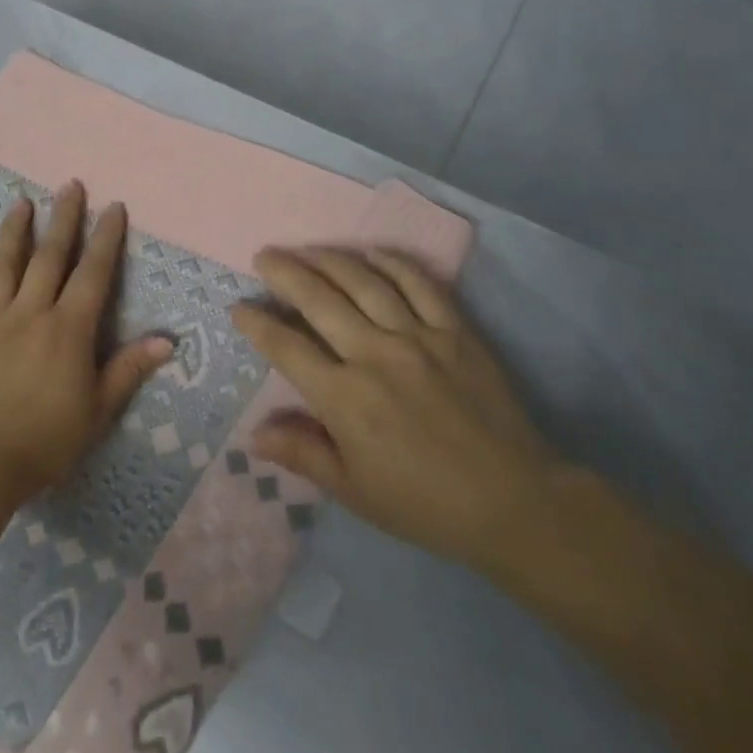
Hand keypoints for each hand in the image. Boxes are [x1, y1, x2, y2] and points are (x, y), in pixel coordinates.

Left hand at [0, 181, 172, 510]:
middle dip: (62, 219)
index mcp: (67, 329)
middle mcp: (30, 314)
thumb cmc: (44, 442)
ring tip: (19, 203)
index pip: (92, 273)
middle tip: (68, 184)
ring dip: (12, 233)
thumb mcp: (98, 411)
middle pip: (49, 257)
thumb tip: (168, 340)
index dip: (105, 238)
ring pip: (3, 268)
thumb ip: (128, 370)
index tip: (113, 206)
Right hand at [231, 247, 569, 577]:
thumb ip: (303, 454)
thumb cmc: (424, 503)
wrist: (513, 502)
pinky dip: (393, 263)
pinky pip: (420, 284)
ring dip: (329, 260)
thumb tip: (253, 434)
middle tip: (265, 256)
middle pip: (318, 299)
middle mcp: (374, 354)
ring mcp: (418, 337)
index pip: (286, 347)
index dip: (257, 324)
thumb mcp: (355, 491)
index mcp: (345, 397)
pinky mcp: (455, 331)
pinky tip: (372, 252)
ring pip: (363, 282)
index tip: (239, 308)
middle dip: (285, 273)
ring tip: (306, 249)